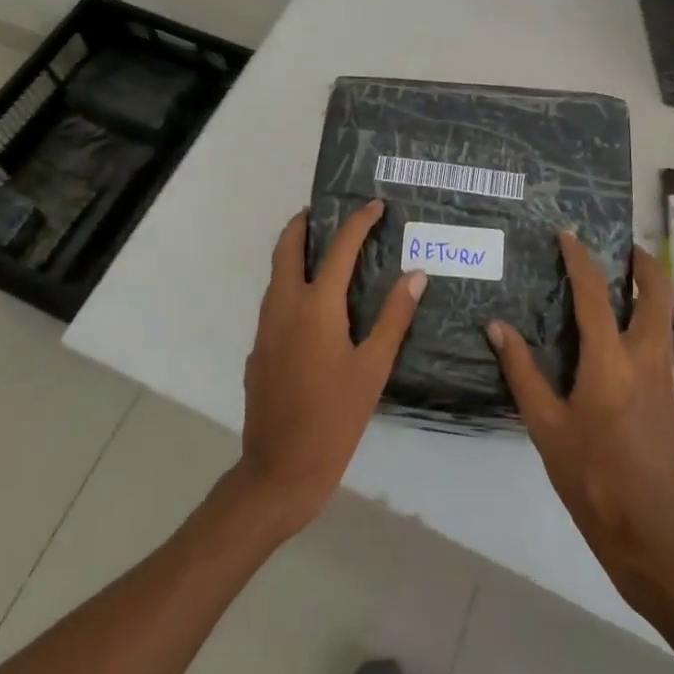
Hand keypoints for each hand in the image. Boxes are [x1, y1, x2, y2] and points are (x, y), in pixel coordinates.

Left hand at [236, 202, 424, 539]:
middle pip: (286, 247)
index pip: (339, 248)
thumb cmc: (335, 417)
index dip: (358, 222)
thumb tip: (415, 276)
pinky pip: (274, 302)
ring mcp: (266, 327)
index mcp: (317, 305)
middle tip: (325, 214)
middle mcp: (285, 305)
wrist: (280, 468)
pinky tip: (312, 308)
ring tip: (322, 251)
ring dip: (294, 253)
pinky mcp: (258, 348)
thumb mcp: (373, 368)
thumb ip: (394, 318)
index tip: (374, 205)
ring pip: (276, 274)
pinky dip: (290, 285)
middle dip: (303, 224)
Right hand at [487, 234, 673, 608]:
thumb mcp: (545, 426)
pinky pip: (661, 346)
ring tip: (623, 283)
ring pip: (665, 320)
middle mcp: (645, 360)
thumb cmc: (590, 478)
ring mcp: (665, 381)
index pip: (595, 295)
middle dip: (646, 265)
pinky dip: (647, 324)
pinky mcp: (672, 401)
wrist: (650, 535)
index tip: (569, 235)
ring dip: (650, 292)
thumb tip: (497, 327)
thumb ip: (522, 372)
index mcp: (609, 362)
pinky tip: (623, 340)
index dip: (581, 260)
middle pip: (657, 296)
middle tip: (624, 248)